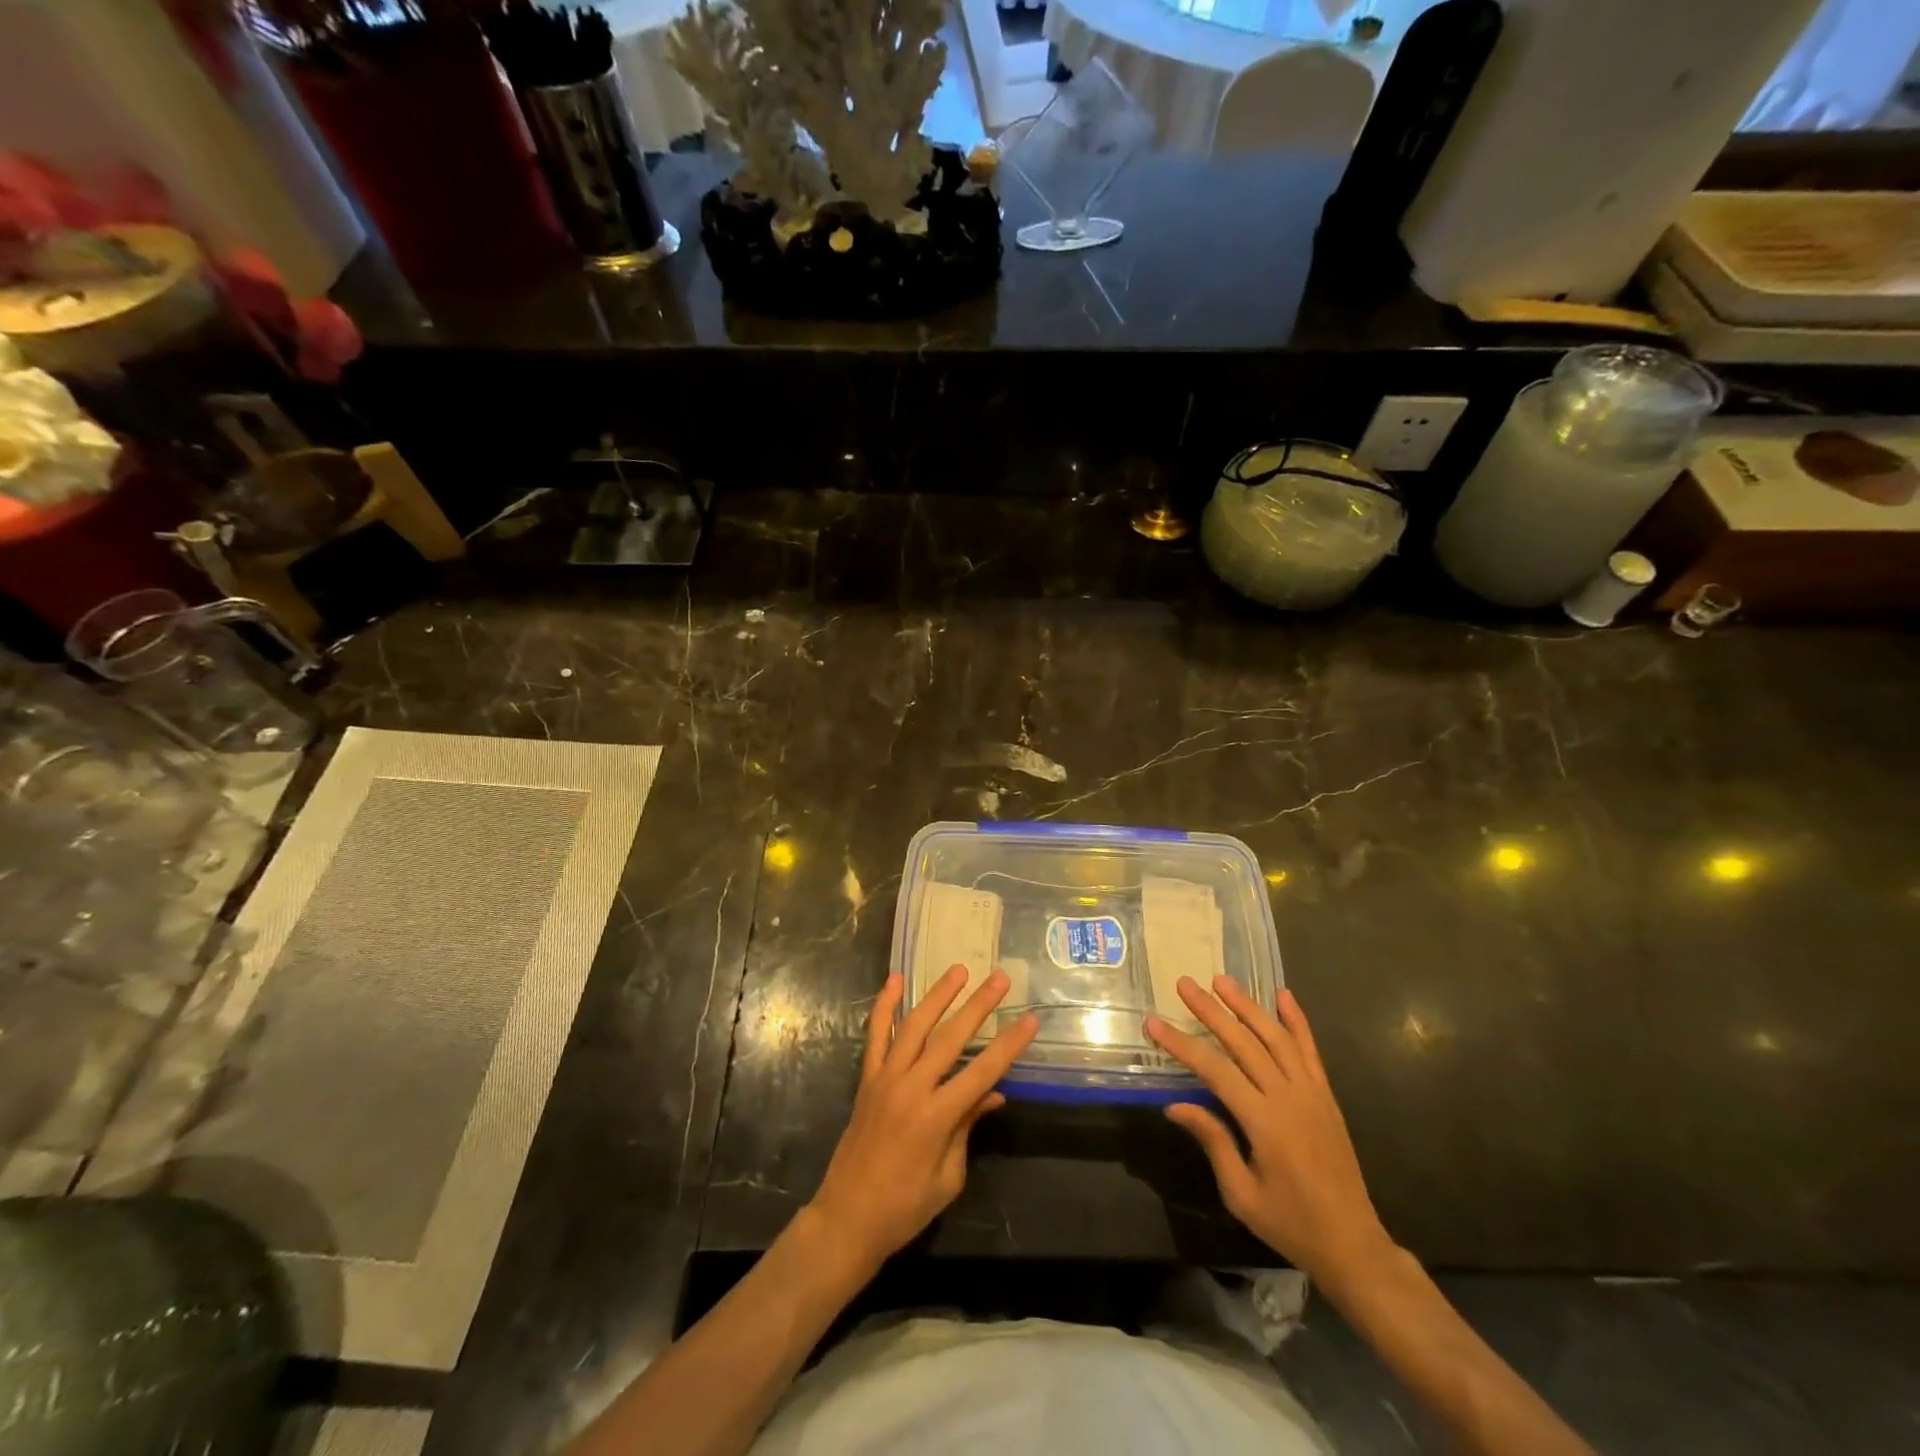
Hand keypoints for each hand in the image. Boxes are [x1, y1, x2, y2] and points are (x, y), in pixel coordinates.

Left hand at [809, 965, 1038, 1271]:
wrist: (846, 1219)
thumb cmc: (904, 1208)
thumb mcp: (948, 1178)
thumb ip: (967, 1128)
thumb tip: (993, 1093)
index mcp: (936, 1118)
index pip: (981, 1072)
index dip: (1008, 1045)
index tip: (1029, 1020)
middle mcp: (910, 1089)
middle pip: (950, 1038)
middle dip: (978, 1006)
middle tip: (1000, 979)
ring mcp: (884, 1079)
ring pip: (913, 1026)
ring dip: (937, 996)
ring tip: (958, 970)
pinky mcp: (866, 1079)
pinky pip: (875, 1036)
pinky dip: (883, 1006)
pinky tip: (894, 980)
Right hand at [1147, 977, 1391, 1287]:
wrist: (1353, 1244)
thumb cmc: (1290, 1224)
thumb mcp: (1242, 1194)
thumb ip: (1213, 1142)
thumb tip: (1175, 1106)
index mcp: (1265, 1123)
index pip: (1215, 1070)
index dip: (1182, 1044)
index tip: (1154, 1022)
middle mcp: (1289, 1098)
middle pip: (1244, 1042)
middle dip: (1211, 1011)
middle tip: (1185, 984)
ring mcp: (1311, 1093)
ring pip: (1275, 1037)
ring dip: (1247, 1006)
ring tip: (1222, 980)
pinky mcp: (1326, 1096)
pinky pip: (1310, 1050)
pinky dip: (1297, 1021)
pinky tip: (1283, 996)